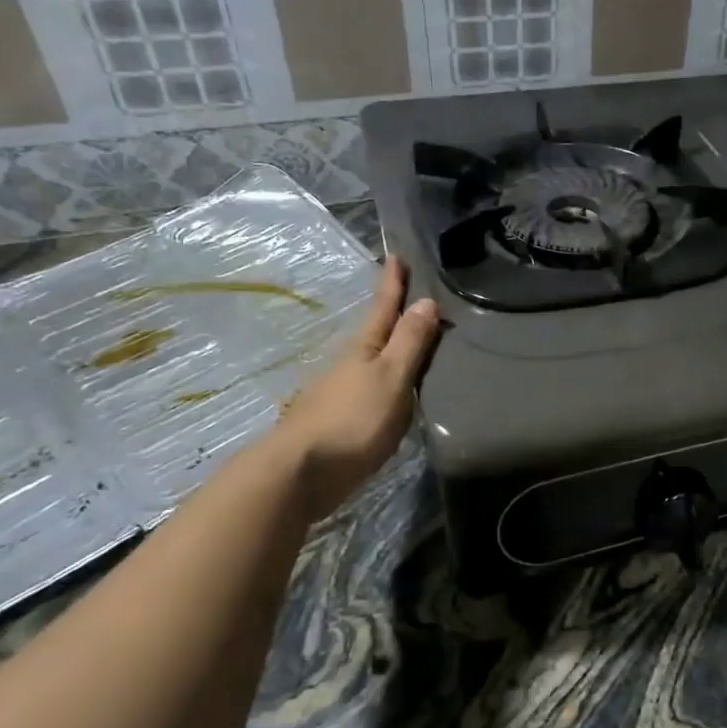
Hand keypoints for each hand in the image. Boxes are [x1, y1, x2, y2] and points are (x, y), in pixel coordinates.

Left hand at [271, 256, 439, 514]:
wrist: (301, 473)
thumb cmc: (353, 420)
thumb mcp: (391, 378)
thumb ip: (409, 343)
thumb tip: (425, 301)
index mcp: (365, 349)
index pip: (384, 307)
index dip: (392, 283)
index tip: (396, 254)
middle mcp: (350, 364)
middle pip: (376, 332)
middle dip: (393, 314)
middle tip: (412, 296)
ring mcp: (340, 392)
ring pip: (371, 361)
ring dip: (389, 348)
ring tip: (411, 342)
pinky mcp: (339, 420)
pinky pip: (370, 388)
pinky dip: (385, 380)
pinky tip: (393, 390)